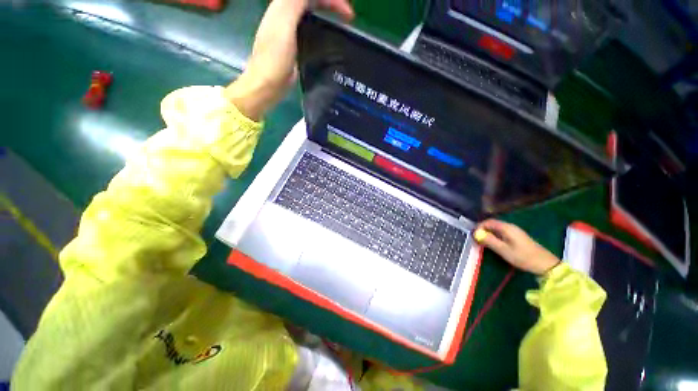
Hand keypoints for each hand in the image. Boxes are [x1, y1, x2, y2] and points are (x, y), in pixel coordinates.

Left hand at [225, 0, 353, 119]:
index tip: (348, 15)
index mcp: (283, 6)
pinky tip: (329, 37)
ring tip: (342, 23)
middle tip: (348, 16)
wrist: (268, 85)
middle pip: (312, 1)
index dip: (332, 1)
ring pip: (312, 13)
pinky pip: (311, 29)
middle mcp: (287, 14)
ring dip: (328, 13)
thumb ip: (295, 3)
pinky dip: (322, 28)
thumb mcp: (284, 24)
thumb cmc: (274, 57)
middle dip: (332, 4)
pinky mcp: (296, 46)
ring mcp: (291, 30)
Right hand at [474, 220, 560, 275]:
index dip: (479, 227)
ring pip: (496, 229)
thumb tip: (476, 234)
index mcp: (506, 228)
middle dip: (482, 230)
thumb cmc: (523, 257)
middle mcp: (510, 227)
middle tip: (476, 240)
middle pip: (492, 224)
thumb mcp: (503, 250)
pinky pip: (501, 233)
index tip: (473, 236)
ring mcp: (515, 231)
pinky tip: (494, 244)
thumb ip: (489, 240)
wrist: (545, 264)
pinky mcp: (517, 237)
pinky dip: (494, 236)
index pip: (488, 222)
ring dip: (488, 234)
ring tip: (483, 243)